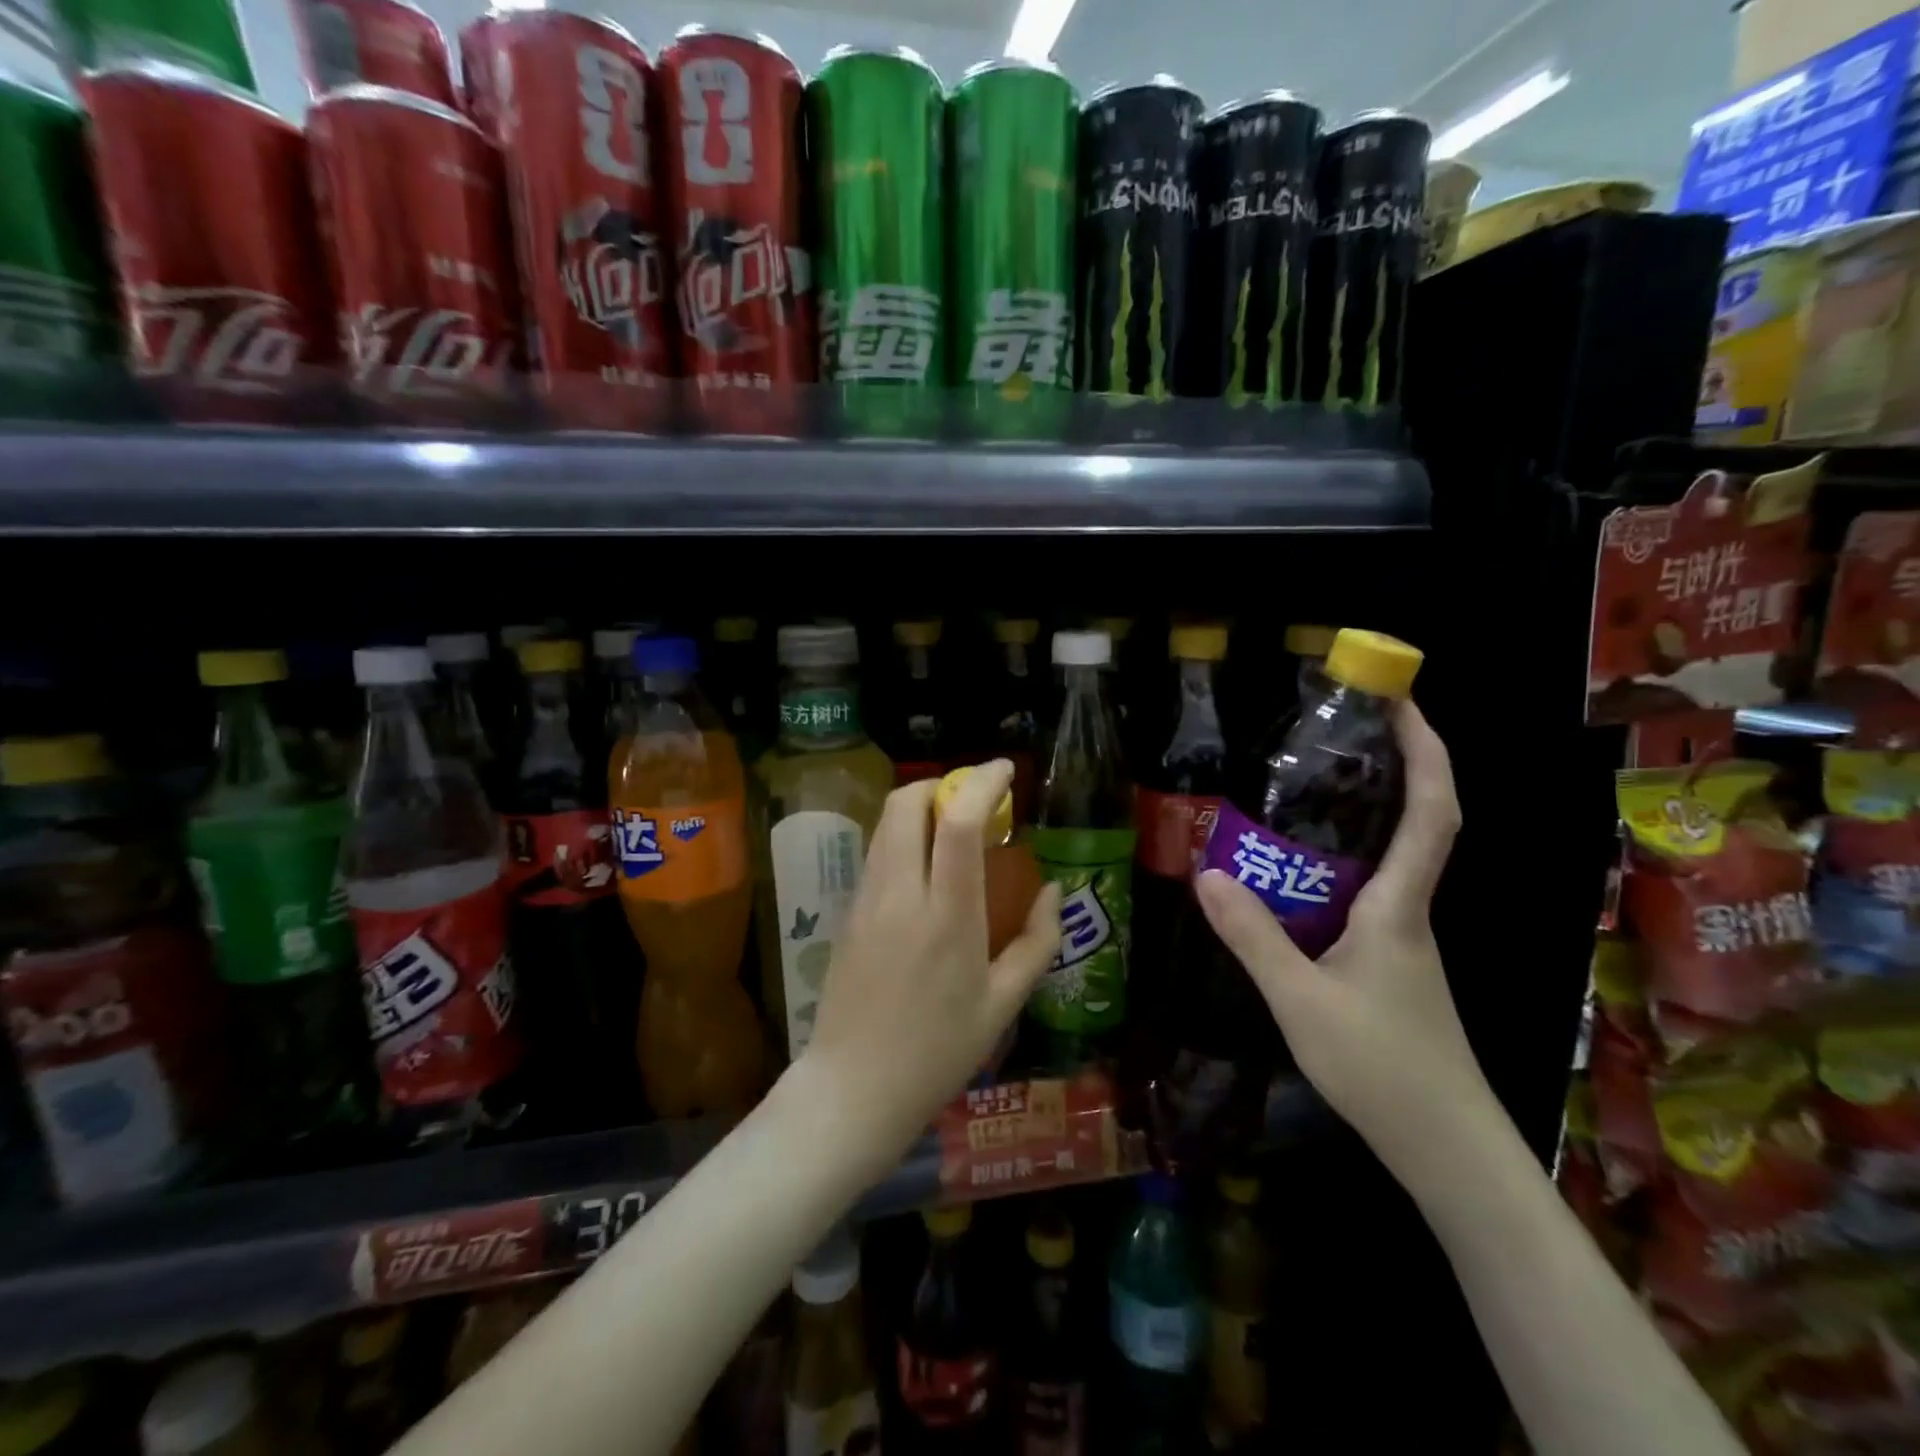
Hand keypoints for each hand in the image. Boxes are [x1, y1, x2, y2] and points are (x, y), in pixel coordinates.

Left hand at [797, 759, 1061, 1173]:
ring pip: (886, 824)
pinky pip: (877, 853)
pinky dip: (902, 838)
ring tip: (953, 832)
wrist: (853, 1088)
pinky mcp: (848, 912)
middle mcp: (901, 894)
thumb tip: (1053, 892)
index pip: (959, 822)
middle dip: (942, 785)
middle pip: (906, 803)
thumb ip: (1036, 942)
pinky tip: (925, 871)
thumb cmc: (938, 1052)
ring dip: (919, 809)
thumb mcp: (1002, 1005)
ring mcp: (867, 900)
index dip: (982, 782)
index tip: (1004, 770)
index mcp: (948, 915)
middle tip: (974, 803)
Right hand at [1196, 701, 1493, 1179]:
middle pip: (1417, 823)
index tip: (1402, 703)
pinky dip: (1338, 865)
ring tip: (1304, 791)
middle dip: (1391, 768)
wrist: (1446, 1147)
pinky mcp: (1389, 962)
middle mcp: (1408, 911)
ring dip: (1361, 815)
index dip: (1425, 752)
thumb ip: (1253, 937)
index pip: (1431, 813)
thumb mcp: (1300, 1000)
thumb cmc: (1382, 1068)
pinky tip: (1295, 876)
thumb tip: (1206, 873)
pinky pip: (1366, 892)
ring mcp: (1402, 938)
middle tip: (1338, 733)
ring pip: (1389, 859)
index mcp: (1398, 907)